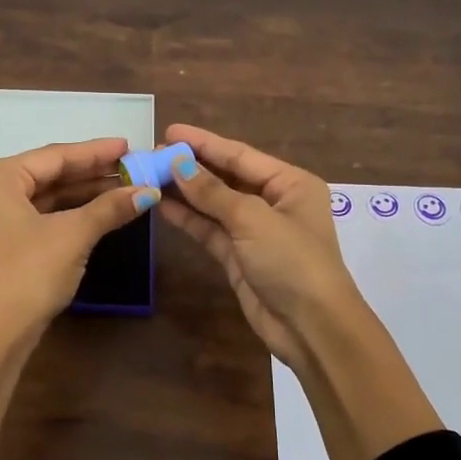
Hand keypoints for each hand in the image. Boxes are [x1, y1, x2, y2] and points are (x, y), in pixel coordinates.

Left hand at [0, 137, 158, 346]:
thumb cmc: (29, 273)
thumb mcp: (73, 235)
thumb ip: (110, 208)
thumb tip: (148, 191)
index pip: (55, 155)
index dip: (96, 152)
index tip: (130, 146)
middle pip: (49, 174)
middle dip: (92, 172)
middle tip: (132, 167)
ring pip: (46, 197)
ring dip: (84, 193)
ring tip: (124, 188)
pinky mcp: (3, 244)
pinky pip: (41, 216)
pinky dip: (70, 213)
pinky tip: (100, 212)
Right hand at [155, 124, 362, 368]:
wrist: (311, 327)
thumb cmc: (292, 262)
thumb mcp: (253, 219)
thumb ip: (213, 192)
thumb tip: (178, 164)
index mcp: (291, 183)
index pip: (240, 155)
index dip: (204, 143)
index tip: (169, 132)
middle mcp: (274, 202)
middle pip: (226, 177)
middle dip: (191, 166)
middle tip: (151, 155)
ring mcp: (255, 231)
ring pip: (214, 204)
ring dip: (185, 192)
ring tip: (149, 176)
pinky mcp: (239, 257)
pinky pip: (210, 230)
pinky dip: (188, 218)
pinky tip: (162, 205)